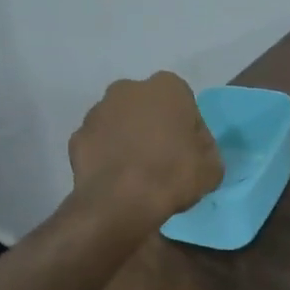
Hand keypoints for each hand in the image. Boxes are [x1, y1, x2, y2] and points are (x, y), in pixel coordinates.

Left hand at [69, 72, 222, 221]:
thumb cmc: (172, 175)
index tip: (188, 152)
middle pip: (147, 107)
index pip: (184, 102)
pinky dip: (106, 156)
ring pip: (120, 122)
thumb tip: (195, 149)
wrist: (119, 203)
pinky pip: (99, 144)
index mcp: (167, 87)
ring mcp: (98, 111)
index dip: (187, 128)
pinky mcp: (77, 137)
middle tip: (163, 159)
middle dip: (153, 126)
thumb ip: (206, 149)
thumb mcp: (212, 167)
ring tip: (137, 172)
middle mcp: (129, 89)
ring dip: (127, 139)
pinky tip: (116, 179)